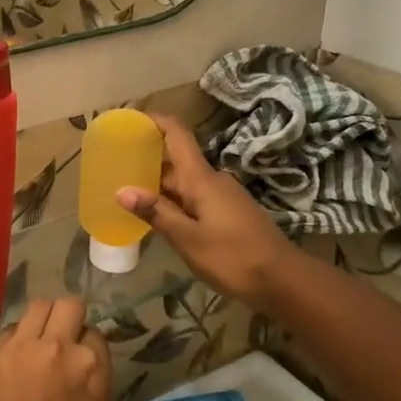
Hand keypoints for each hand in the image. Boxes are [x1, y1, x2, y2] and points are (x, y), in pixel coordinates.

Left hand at [0, 299, 110, 400]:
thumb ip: (88, 390)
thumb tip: (77, 378)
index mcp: (92, 369)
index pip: (94, 333)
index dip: (86, 345)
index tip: (79, 359)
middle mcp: (58, 348)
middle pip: (68, 306)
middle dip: (67, 320)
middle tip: (60, 343)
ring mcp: (20, 347)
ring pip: (36, 308)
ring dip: (40, 324)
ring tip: (34, 348)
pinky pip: (6, 334)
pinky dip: (11, 344)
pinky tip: (8, 370)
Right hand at [117, 113, 295, 302]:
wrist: (284, 280)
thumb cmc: (233, 256)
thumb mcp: (188, 239)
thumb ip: (156, 213)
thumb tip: (121, 190)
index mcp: (201, 178)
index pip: (177, 134)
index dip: (154, 121)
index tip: (130, 120)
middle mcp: (212, 179)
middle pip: (176, 160)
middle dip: (147, 160)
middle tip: (116, 166)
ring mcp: (223, 195)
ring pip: (184, 181)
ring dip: (159, 184)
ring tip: (129, 193)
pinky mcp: (229, 212)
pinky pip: (195, 196)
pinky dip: (174, 200)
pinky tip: (160, 217)